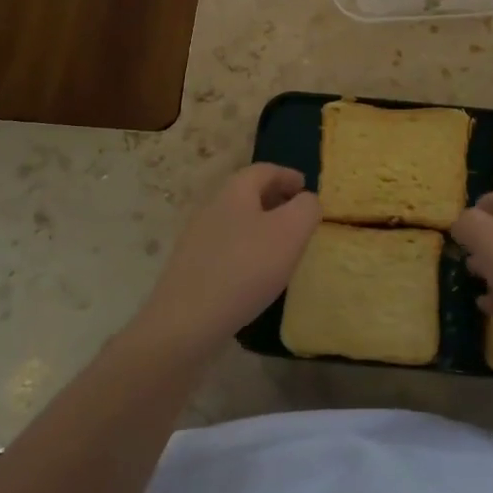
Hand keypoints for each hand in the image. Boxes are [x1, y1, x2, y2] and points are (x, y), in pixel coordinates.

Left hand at [134, 164, 320, 353]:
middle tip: (297, 215)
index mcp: (235, 191)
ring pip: (236, 220)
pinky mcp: (190, 266)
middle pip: (247, 193)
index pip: (264, 170)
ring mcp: (196, 237)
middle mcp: (212, 206)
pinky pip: (225, 246)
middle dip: (274, 198)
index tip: (306, 187)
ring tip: (281, 246)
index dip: (287, 175)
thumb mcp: (290, 232)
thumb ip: (306, 209)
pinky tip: (255, 273)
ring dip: (260, 225)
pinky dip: (245, 248)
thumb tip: (306, 201)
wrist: (186, 321)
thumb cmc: (245, 268)